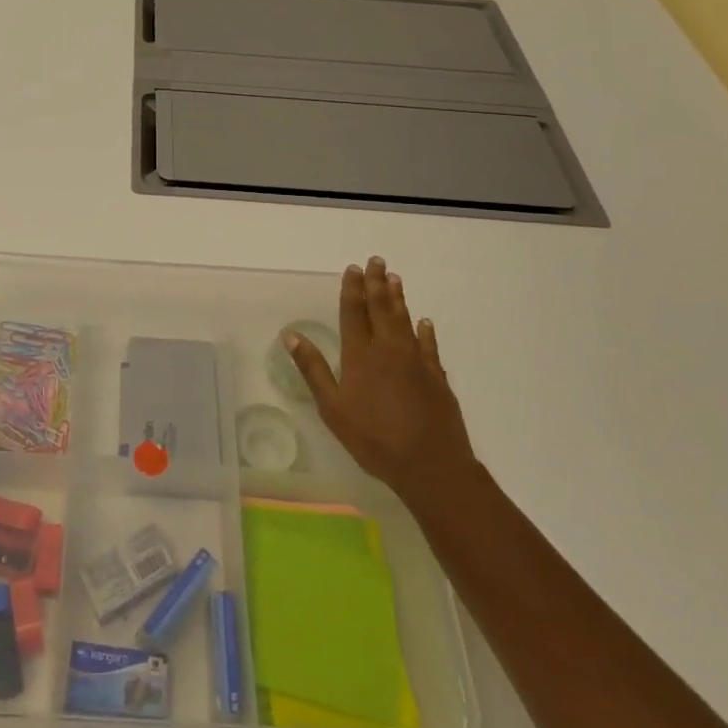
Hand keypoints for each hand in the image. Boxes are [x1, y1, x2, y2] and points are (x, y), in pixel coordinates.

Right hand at [286, 257, 478, 516]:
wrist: (431, 465)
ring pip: (405, 320)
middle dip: (377, 283)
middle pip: (381, 308)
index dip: (352, 289)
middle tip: (377, 261)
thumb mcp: (333, 408)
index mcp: (360, 355)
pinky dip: (425, 331)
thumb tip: (291, 335)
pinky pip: (429, 346)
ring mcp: (416, 361)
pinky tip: (425, 322)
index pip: (354, 312)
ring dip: (399, 298)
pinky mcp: (437, 377)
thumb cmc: (373, 438)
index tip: (353, 268)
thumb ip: (313, 369)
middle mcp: (389, 349)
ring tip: (395, 279)